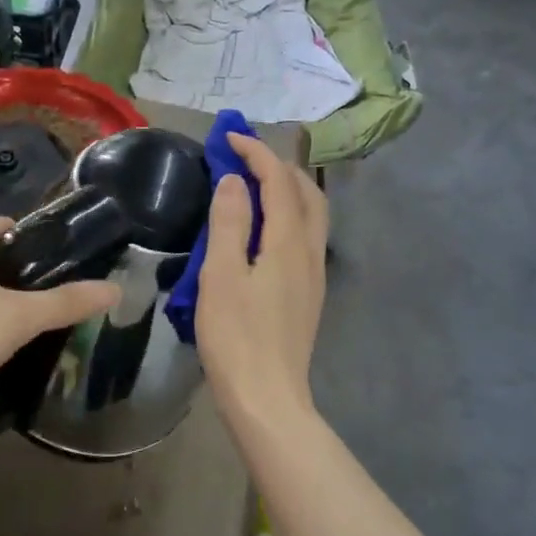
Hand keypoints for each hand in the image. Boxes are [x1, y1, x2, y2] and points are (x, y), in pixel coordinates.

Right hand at [196, 133, 326, 424]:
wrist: (267, 397)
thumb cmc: (236, 337)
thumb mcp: (221, 276)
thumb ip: (228, 223)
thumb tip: (235, 181)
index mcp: (288, 242)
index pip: (279, 181)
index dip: (256, 153)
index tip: (229, 138)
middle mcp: (310, 252)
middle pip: (307, 193)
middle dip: (278, 166)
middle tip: (244, 159)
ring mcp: (314, 275)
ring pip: (312, 215)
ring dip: (288, 190)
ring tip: (254, 187)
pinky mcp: (309, 294)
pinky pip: (305, 237)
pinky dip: (288, 216)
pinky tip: (263, 231)